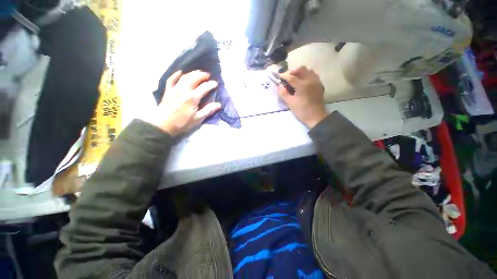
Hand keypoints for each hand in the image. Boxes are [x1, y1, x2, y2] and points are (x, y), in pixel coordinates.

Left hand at [145, 70, 220, 135]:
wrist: (163, 125)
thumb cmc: (182, 123)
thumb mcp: (198, 119)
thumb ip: (208, 110)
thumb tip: (219, 104)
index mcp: (193, 98)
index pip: (204, 88)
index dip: (211, 84)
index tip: (216, 83)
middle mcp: (184, 90)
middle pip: (194, 78)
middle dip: (202, 75)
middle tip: (208, 75)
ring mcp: (175, 89)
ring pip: (184, 77)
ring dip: (192, 73)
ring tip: (198, 72)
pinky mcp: (168, 91)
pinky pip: (171, 79)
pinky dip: (176, 75)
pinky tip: (180, 72)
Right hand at [277, 66, 328, 128]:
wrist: (316, 117)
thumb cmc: (302, 111)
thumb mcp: (290, 103)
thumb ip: (283, 93)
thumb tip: (279, 86)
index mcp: (302, 84)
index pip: (291, 77)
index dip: (284, 77)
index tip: (279, 78)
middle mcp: (311, 80)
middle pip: (301, 69)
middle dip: (293, 72)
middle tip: (287, 79)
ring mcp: (316, 82)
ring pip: (308, 71)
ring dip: (300, 74)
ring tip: (294, 80)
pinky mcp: (319, 85)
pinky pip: (313, 76)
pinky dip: (306, 77)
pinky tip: (302, 84)